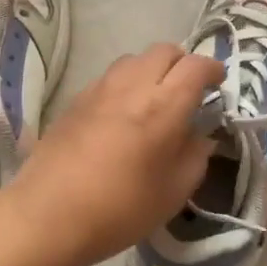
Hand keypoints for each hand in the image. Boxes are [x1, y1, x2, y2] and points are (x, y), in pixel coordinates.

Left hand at [6, 44, 223, 265]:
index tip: (218, 84)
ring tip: (153, 99)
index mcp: (164, 106)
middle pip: (163, 51)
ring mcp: (98, 89)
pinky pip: (108, 78)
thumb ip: (195, 157)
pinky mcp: (74, 100)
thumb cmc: (121, 209)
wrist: (48, 214)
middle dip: (182, 63)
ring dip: (151, 70)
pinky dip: (124, 84)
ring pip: (133, 59)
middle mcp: (132, 86)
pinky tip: (121, 114)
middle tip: (187, 90)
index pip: (196, 66)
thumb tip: (200, 137)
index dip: (213, 70)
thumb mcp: (174, 192)